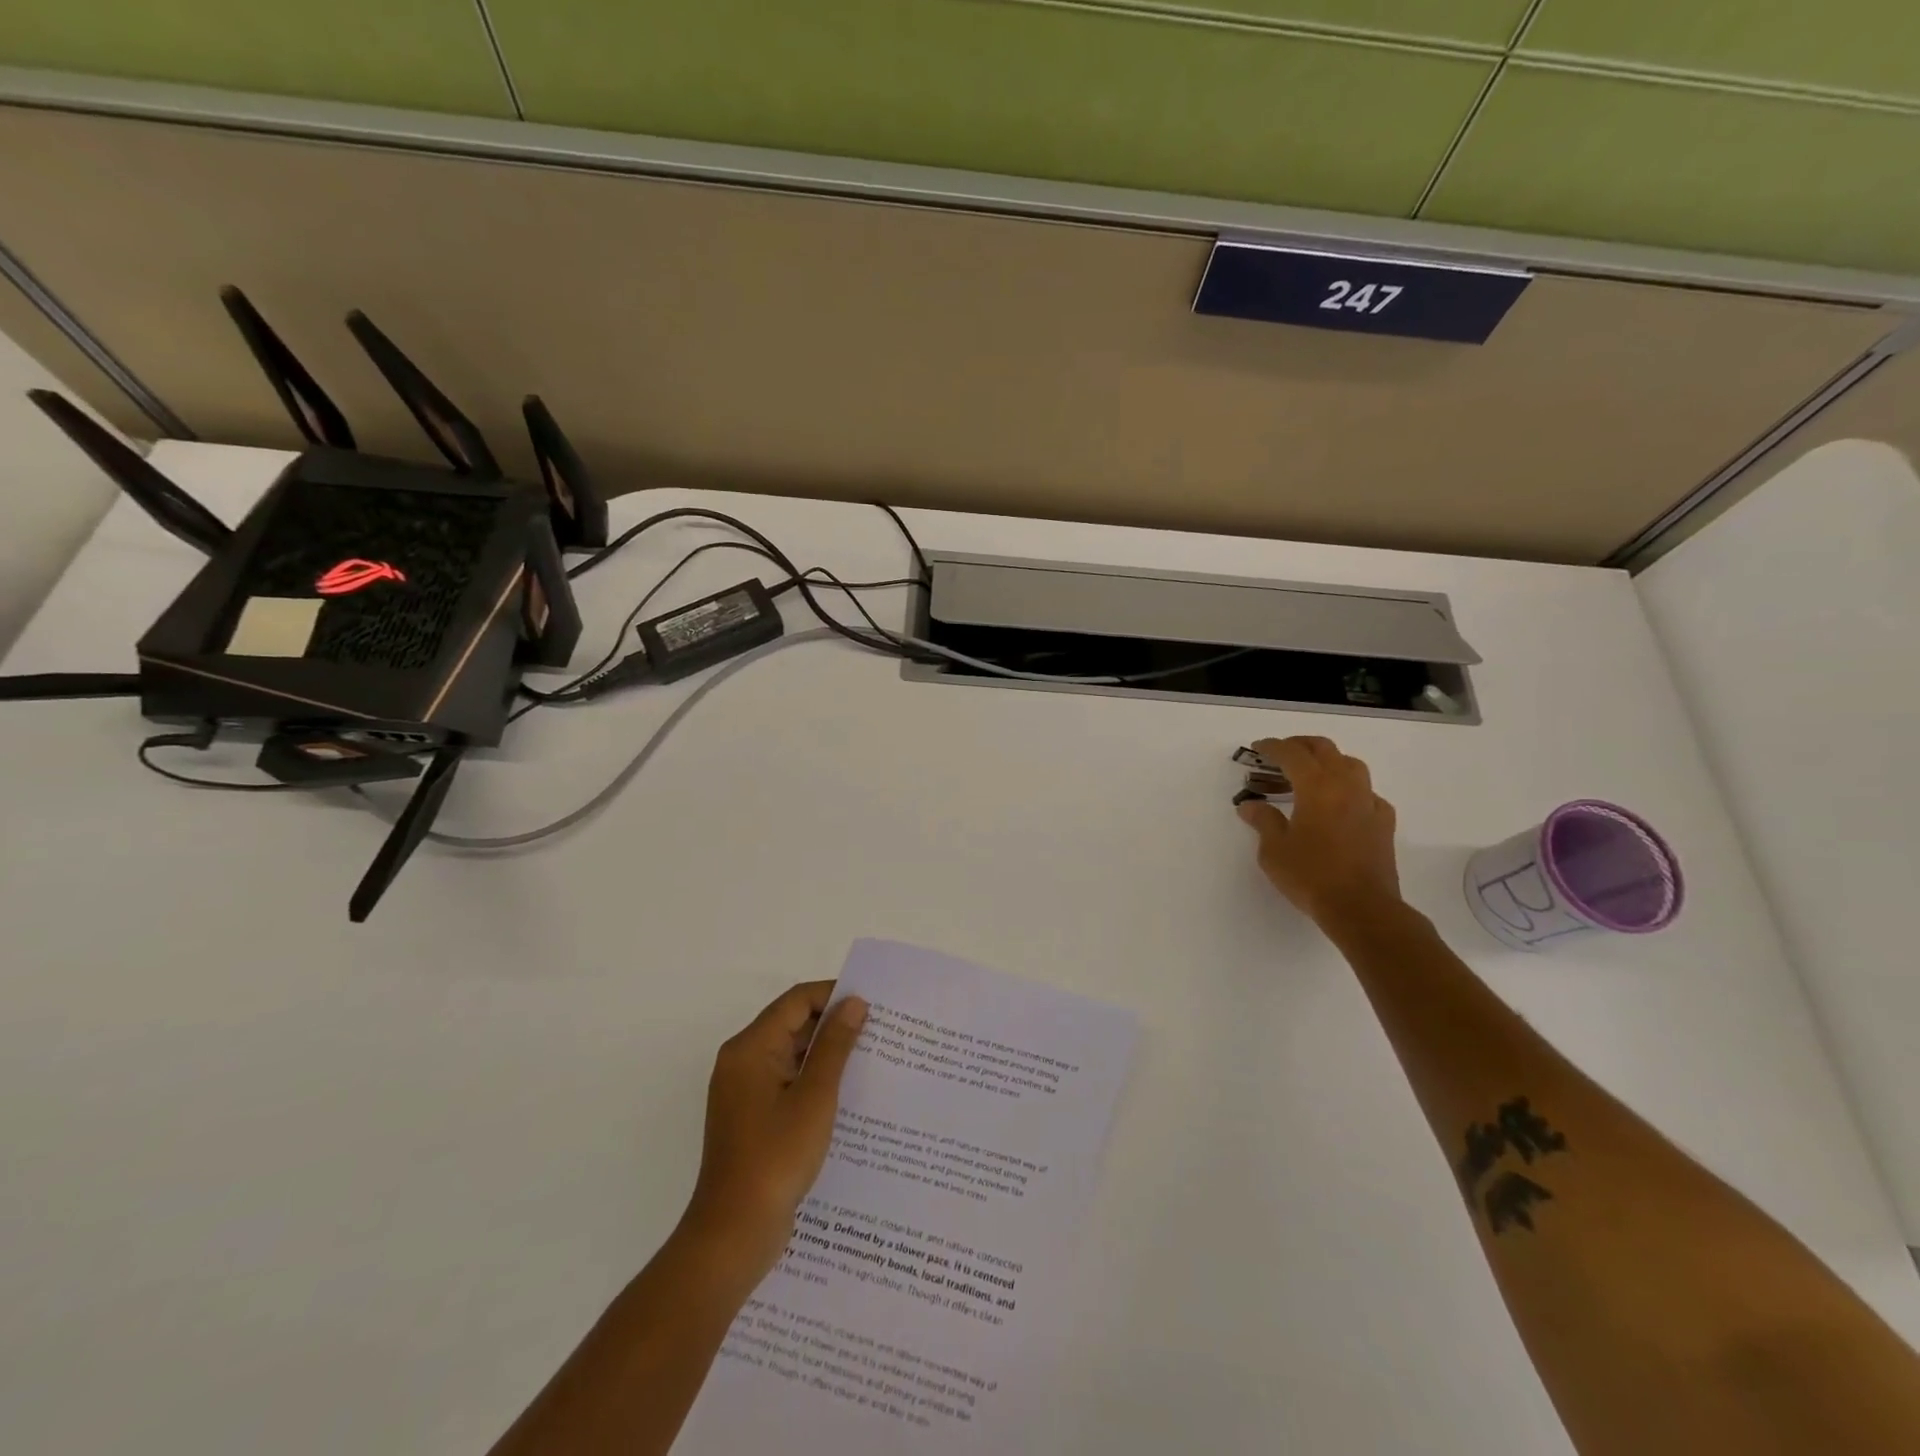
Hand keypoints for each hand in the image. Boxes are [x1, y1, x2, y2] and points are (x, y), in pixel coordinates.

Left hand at [683, 982, 868, 1278]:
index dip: (833, 995)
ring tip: (870, 1058)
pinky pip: (787, 1081)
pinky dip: (814, 1079)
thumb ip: (835, 1046)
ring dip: (826, 1054)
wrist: (733, 1234)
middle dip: (833, 1024)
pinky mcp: (752, 1117)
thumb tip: (854, 1003)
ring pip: (791, 1054)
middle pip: (792, 1025)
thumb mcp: (814, 1097)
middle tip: (878, 1030)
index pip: (796, 1001)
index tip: (872, 1003)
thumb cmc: (775, 1158)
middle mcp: (742, 1061)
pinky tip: (846, 1093)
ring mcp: (745, 1091)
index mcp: (750, 1048)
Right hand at [1236, 736, 1402, 930]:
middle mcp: (1345, 786)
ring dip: (1328, 760)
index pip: (1292, 754)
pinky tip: (1341, 803)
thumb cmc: (1311, 875)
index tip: (1258, 748)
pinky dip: (1350, 788)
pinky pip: (1367, 792)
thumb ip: (1264, 821)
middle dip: (1300, 745)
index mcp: (1316, 787)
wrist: (1361, 907)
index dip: (1272, 747)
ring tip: (1311, 773)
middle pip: (1324, 749)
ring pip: (1351, 764)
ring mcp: (1369, 802)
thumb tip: (1251, 806)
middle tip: (1281, 752)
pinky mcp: (1383, 822)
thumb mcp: (1274, 850)